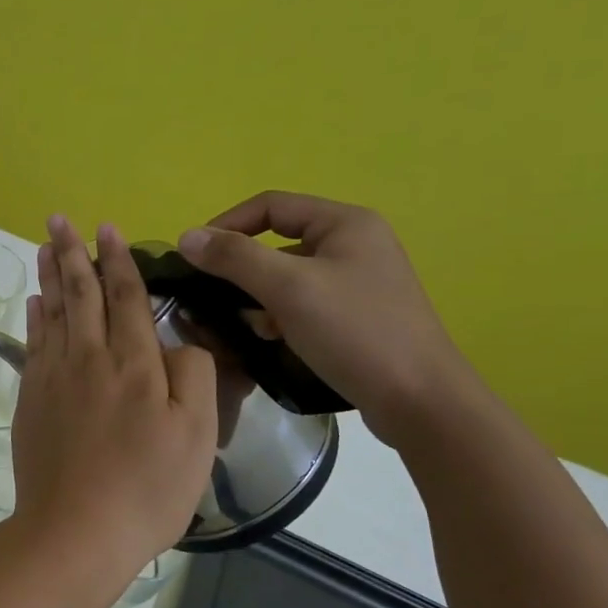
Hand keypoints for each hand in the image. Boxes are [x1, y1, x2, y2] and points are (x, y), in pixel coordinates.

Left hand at [10, 217, 216, 576]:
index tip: (107, 229)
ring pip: (52, 312)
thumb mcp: (196, 435)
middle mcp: (89, 358)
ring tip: (43, 246)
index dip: (117, 260)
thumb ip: (192, 375)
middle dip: (71, 253)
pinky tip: (35, 302)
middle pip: (80, 294)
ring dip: (49, 276)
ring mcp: (53, 377)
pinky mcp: (31, 399)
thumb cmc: (146, 487)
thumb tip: (176, 340)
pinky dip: (35, 317)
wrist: (75, 530)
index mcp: (134, 364)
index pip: (126, 297)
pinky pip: (33, 343)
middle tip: (59, 220)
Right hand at [177, 192, 476, 446]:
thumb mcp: (288, 289)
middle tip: (214, 296)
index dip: (227, 224)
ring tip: (246, 324)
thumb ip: (235, 258)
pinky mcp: (358, 315)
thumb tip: (187, 236)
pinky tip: (273, 338)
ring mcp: (359, 281)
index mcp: (345, 223)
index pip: (270, 205)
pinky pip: (304, 302)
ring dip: (259, 295)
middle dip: (242, 268)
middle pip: (278, 241)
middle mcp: (355, 243)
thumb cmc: (355, 332)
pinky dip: (280, 314)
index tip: (194, 257)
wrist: (420, 401)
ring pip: (288, 275)